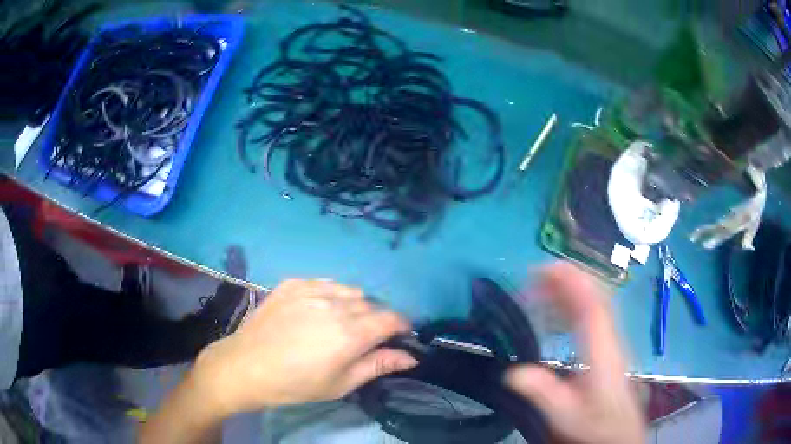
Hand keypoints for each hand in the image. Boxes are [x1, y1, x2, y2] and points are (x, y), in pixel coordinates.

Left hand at [191, 279, 417, 415]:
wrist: (246, 367)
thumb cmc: (295, 384)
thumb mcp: (340, 384)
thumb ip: (377, 365)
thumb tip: (410, 357)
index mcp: (350, 334)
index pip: (391, 319)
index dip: (401, 326)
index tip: (400, 335)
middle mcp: (335, 305)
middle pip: (371, 305)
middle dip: (376, 320)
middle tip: (363, 339)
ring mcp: (311, 290)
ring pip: (350, 291)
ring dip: (355, 305)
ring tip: (339, 323)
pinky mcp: (292, 284)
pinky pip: (325, 282)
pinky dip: (331, 294)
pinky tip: (317, 310)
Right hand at [506, 263, 644, 443]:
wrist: (618, 431)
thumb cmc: (594, 423)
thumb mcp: (566, 415)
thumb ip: (543, 393)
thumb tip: (511, 372)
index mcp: (602, 351)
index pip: (591, 307)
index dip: (571, 282)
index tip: (545, 269)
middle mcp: (609, 338)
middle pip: (594, 297)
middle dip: (566, 280)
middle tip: (533, 277)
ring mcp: (610, 340)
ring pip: (594, 303)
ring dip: (568, 290)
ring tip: (539, 290)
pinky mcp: (607, 346)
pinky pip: (592, 315)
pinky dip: (573, 304)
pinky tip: (556, 313)